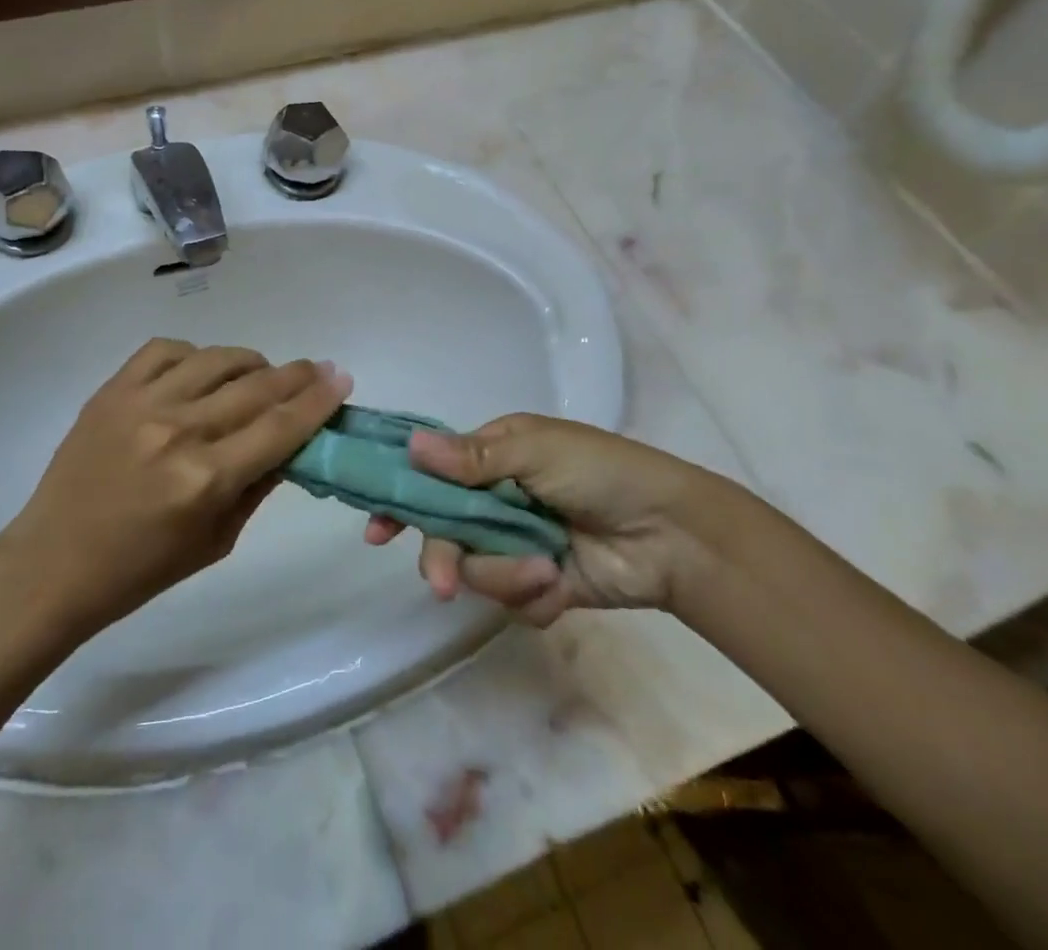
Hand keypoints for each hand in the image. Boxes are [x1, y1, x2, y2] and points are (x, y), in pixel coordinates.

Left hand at [0, 339, 350, 640]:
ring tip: (260, 375)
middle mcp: (178, 431)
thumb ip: (257, 486)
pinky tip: (201, 371)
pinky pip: (165, 349)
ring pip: (215, 358)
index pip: (280, 427)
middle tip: (318, 369)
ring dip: (250, 363)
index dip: (318, 401)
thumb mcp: (216, 542)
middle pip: (256, 387)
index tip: (342, 379)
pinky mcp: (111, 390)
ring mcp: (141, 403)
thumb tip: (291, 443)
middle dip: (296, 375)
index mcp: (206, 479)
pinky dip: (194, 355)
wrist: (53, 563)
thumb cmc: (140, 570)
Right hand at [365, 414, 728, 625]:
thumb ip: (471, 458)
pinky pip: (513, 601)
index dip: (402, 500)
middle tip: (443, 585)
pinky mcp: (540, 585)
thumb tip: (411, 445)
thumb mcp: (536, 452)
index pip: (431, 475)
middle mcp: (496, 500)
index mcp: (491, 457)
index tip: (376, 531)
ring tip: (546, 569)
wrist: (671, 534)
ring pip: (477, 572)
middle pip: (445, 533)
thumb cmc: (600, 472)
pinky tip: (561, 584)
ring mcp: (517, 544)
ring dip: (506, 576)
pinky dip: (534, 596)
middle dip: (446, 558)